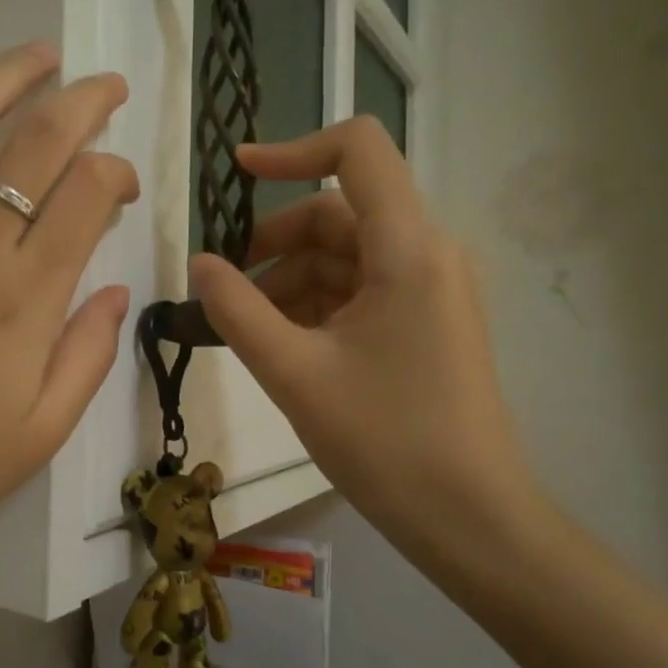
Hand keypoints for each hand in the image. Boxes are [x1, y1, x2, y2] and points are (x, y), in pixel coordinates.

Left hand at [0, 43, 136, 645]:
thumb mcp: (38, 434)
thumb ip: (86, 356)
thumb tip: (114, 290)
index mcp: (25, 297)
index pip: (88, 193)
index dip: (116, 172)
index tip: (120, 185)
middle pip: (37, 142)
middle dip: (83, 101)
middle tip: (104, 88)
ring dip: (4, 75)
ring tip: (37, 57)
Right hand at [187, 118, 543, 578]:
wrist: (469, 518)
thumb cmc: (384, 440)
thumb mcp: (293, 373)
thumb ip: (236, 310)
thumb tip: (199, 263)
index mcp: (408, 248)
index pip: (357, 150)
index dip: (292, 149)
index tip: (236, 174)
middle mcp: (427, 254)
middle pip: (339, 214)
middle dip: (275, 244)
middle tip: (226, 292)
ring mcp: (430, 290)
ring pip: (345, 257)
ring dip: (290, 283)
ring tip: (249, 333)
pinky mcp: (426, 323)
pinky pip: (360, 292)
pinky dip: (316, 306)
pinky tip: (282, 347)